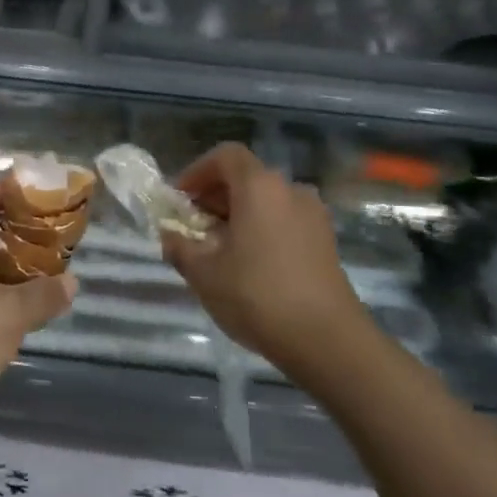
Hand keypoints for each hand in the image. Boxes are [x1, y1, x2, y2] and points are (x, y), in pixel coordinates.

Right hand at [162, 143, 377, 383]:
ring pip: (266, 201)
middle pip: (246, 178)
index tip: (180, 199)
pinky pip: (284, 221)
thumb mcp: (204, 274)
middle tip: (192, 227)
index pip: (225, 156)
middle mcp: (290, 191)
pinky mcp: (325, 241)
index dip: (197, 171)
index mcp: (260, 187)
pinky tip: (248, 265)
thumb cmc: (257, 297)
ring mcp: (313, 216)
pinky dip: (261, 229)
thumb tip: (170, 234)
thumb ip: (180, 247)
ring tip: (218, 249)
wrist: (327, 340)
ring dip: (238, 215)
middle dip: (214, 196)